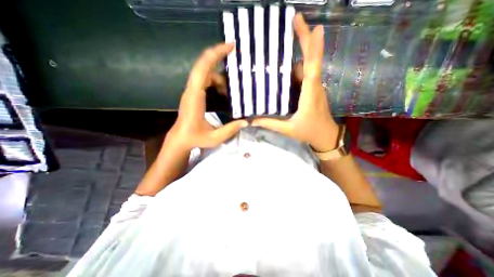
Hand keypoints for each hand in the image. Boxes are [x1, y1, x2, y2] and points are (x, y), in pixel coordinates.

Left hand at [166, 42, 248, 150]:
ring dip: (220, 76)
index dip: (215, 55)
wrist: (180, 139)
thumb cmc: (195, 138)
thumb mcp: (215, 137)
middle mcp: (191, 90)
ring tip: (230, 90)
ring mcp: (191, 91)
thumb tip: (246, 121)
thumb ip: (231, 130)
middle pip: (203, 65)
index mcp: (195, 98)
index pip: (203, 70)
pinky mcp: (193, 94)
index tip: (230, 46)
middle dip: (218, 56)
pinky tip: (224, 93)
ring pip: (206, 73)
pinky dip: (216, 81)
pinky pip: (205, 80)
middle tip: (235, 53)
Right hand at [253, 13, 337, 151]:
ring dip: (299, 53)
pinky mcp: (313, 91)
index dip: (313, 48)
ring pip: (307, 67)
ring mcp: (315, 88)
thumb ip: (270, 124)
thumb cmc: (309, 132)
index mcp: (310, 94)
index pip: (312, 68)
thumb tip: (252, 120)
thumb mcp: (288, 130)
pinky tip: (285, 69)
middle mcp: (314, 87)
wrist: (326, 136)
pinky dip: (297, 68)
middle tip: (295, 20)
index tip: (313, 27)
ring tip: (282, 43)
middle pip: (311, 60)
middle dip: (305, 39)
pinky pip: (305, 76)